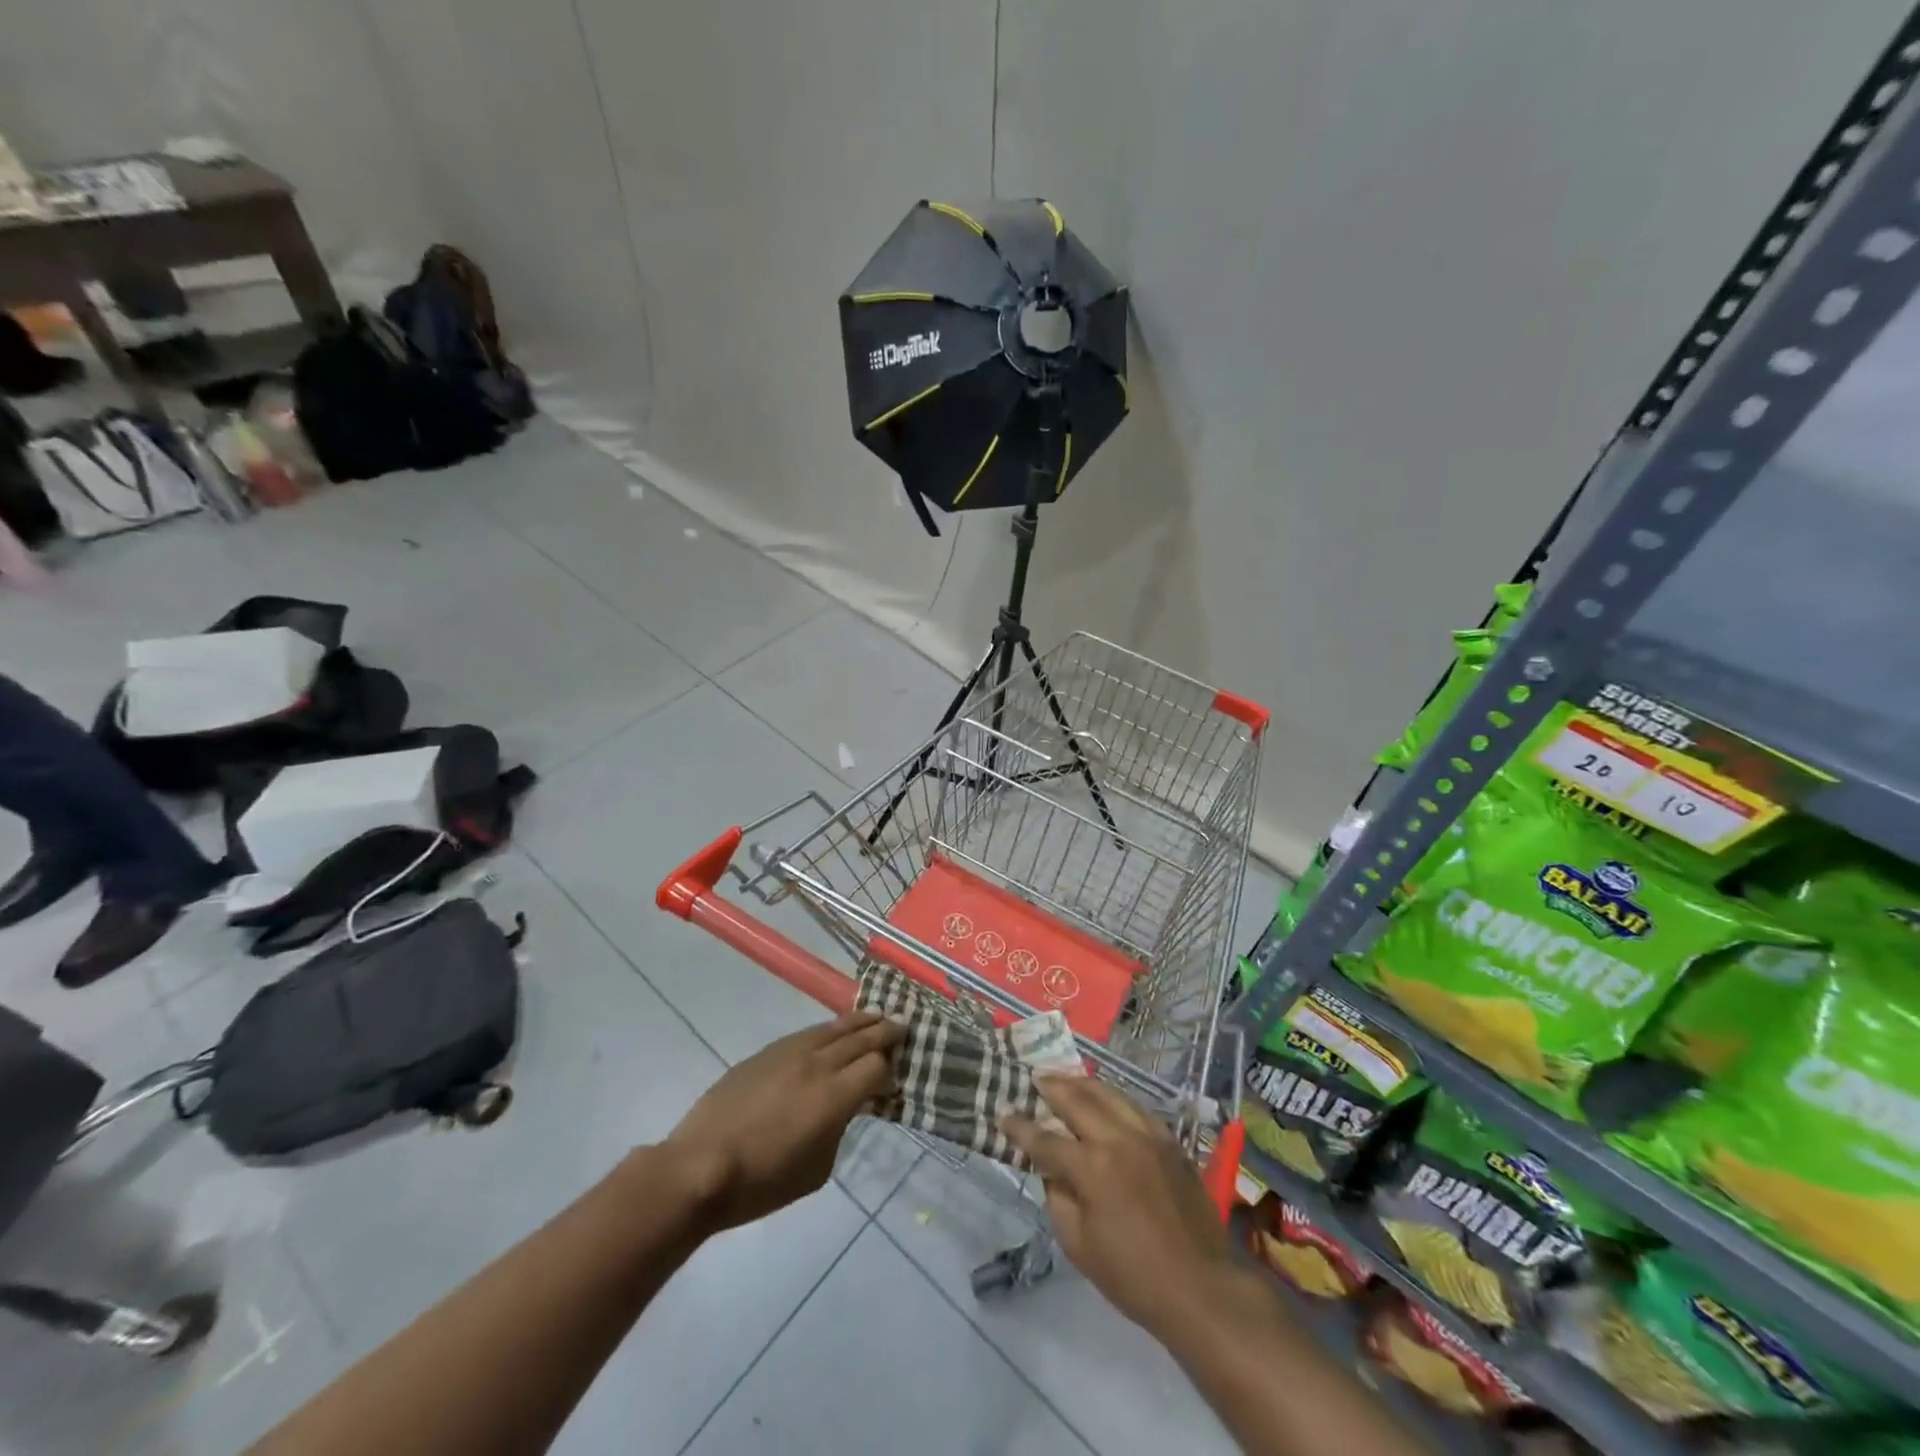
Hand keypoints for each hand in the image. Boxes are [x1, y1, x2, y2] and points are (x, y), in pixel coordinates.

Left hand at [666, 1012, 901, 1232]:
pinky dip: (828, 1029)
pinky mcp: (766, 1052)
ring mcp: (790, 1052)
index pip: (875, 1066)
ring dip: (858, 1022)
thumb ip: (839, 1130)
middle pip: (860, 1038)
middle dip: (883, 1032)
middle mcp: (818, 1064)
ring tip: (875, 1016)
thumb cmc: (762, 1182)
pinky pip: (807, 1033)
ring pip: (833, 1028)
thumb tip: (845, 1108)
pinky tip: (833, 1031)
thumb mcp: (817, 1169)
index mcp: (835, 1096)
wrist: (701, 1167)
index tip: (895, 1073)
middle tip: (902, 1025)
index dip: (889, 1068)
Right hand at [1001, 1076, 1232, 1335]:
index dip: (1021, 1127)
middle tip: (1034, 1077)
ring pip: (1109, 1094)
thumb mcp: (1078, 1246)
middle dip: (1051, 1086)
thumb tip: (1051, 1170)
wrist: (1201, 1287)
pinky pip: (1135, 1107)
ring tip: (1064, 1079)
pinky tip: (1105, 1100)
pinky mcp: (1170, 1140)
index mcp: (1093, 1167)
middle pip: (1077, 1099)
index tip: (1003, 1114)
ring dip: (1082, 1084)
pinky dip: (1113, 1098)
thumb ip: (1057, 1198)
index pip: (1046, 1139)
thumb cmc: (1133, 1276)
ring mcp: (1148, 1134)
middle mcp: (1119, 1138)